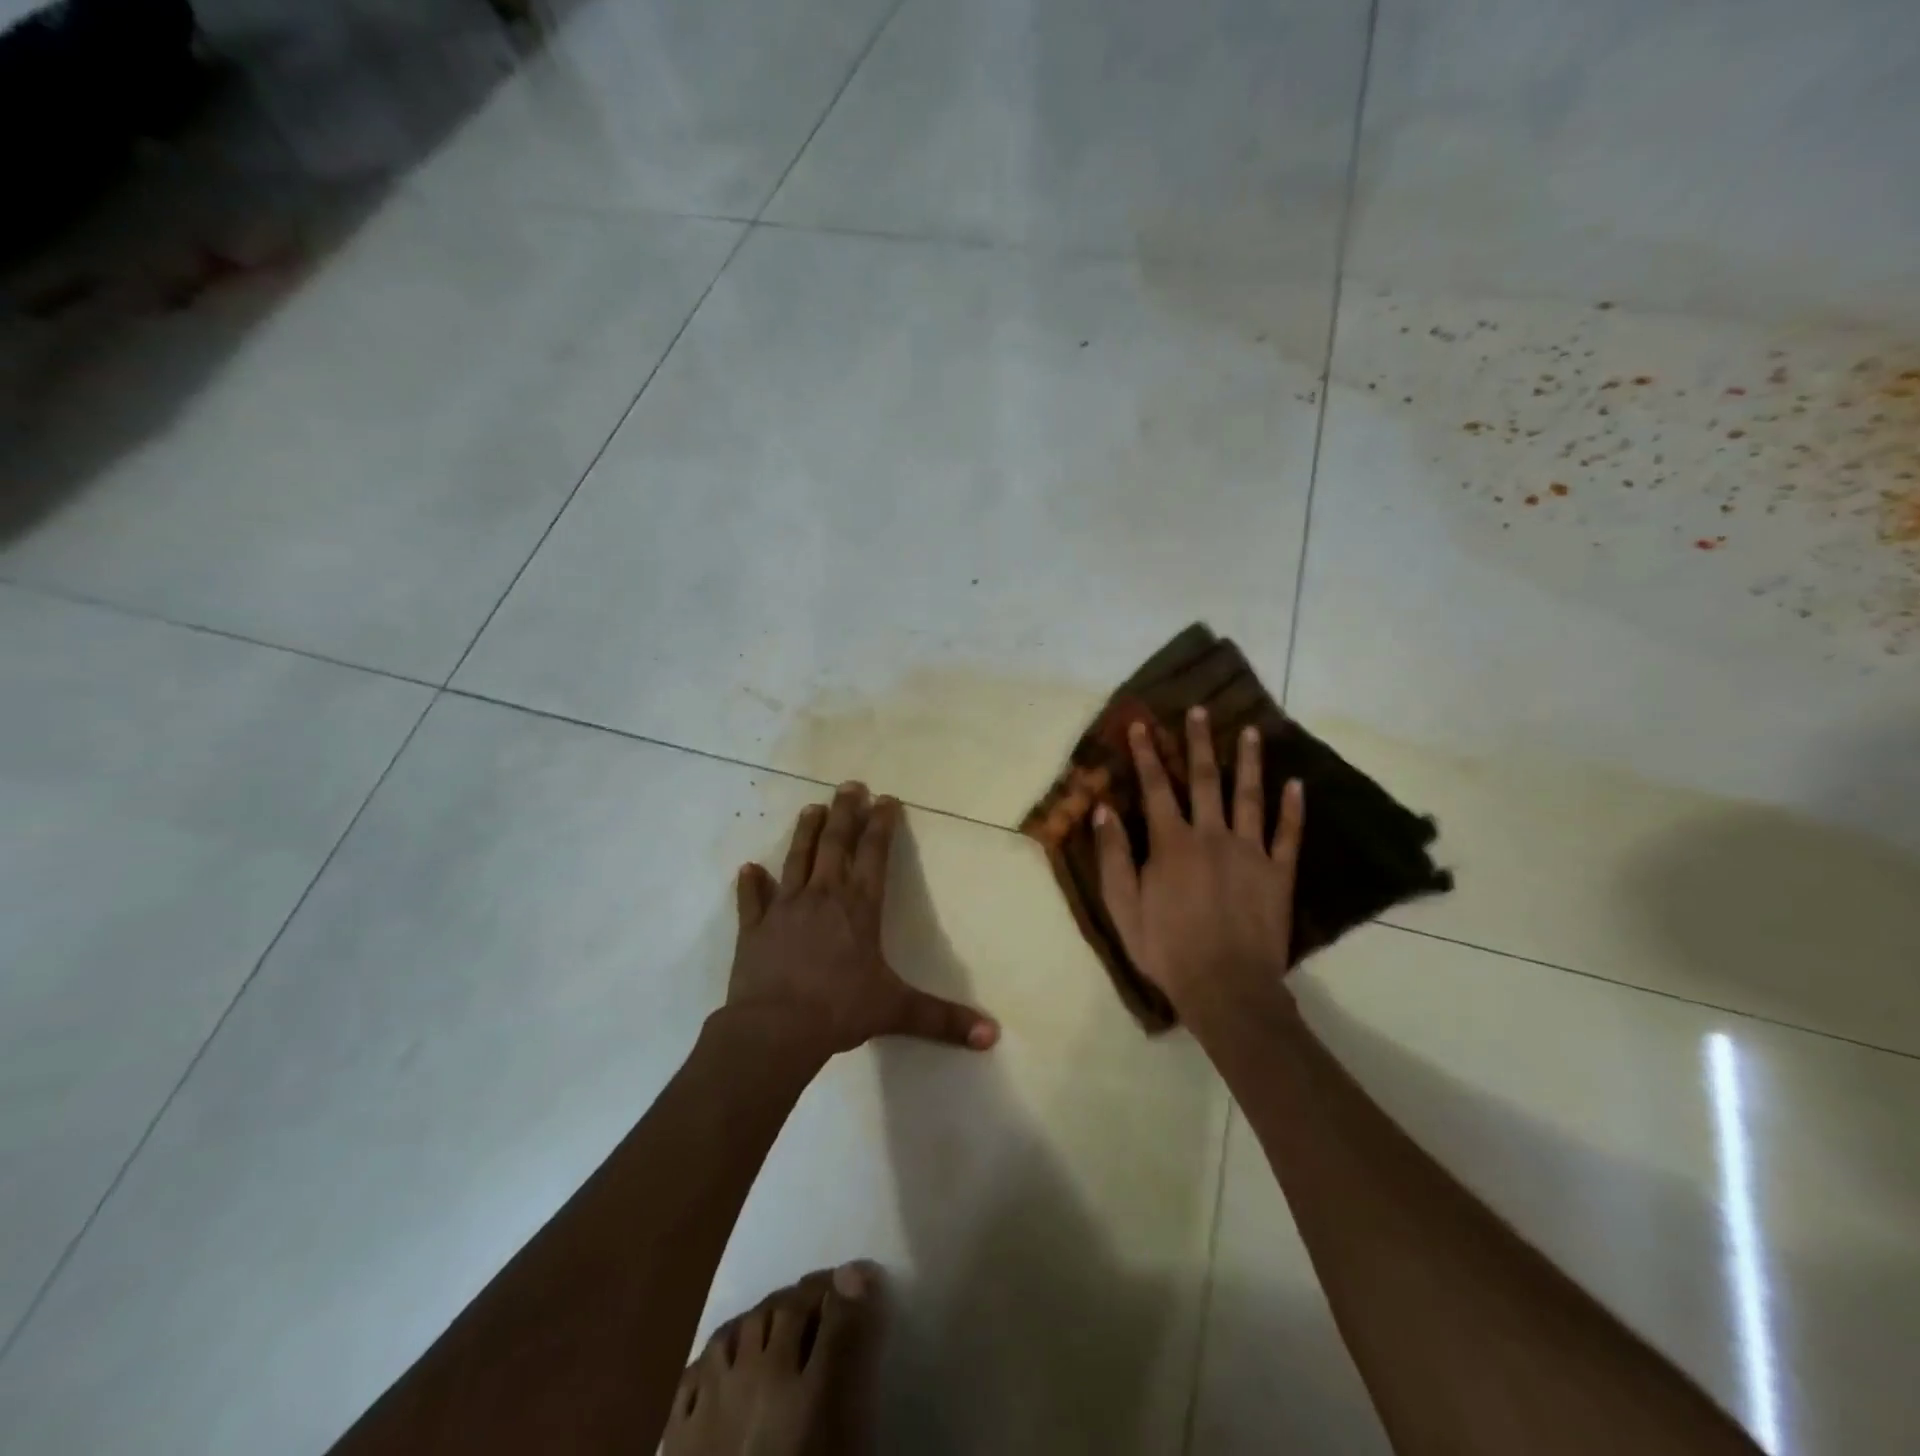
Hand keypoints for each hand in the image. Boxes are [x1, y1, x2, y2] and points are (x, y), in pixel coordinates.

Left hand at [727, 783, 999, 1057]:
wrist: (775, 1029)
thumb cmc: (840, 1011)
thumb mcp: (897, 1011)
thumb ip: (943, 1019)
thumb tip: (992, 1036)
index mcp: (859, 906)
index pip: (874, 854)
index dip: (882, 825)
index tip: (886, 799)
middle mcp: (823, 896)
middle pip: (835, 843)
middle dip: (844, 812)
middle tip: (849, 785)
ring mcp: (784, 908)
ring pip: (796, 859)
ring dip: (805, 833)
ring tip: (811, 808)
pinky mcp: (754, 928)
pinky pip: (752, 900)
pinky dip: (751, 884)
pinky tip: (749, 868)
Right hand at [1095, 708, 1304, 1016]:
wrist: (1226, 988)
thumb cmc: (1166, 948)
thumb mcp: (1123, 906)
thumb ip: (1113, 856)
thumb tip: (1103, 810)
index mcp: (1171, 843)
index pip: (1156, 787)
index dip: (1146, 754)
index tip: (1141, 725)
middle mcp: (1212, 836)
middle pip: (1206, 780)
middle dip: (1199, 742)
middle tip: (1201, 710)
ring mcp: (1250, 852)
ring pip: (1250, 797)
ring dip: (1250, 762)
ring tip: (1253, 730)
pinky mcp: (1278, 873)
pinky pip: (1288, 835)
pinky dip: (1294, 809)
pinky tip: (1297, 785)